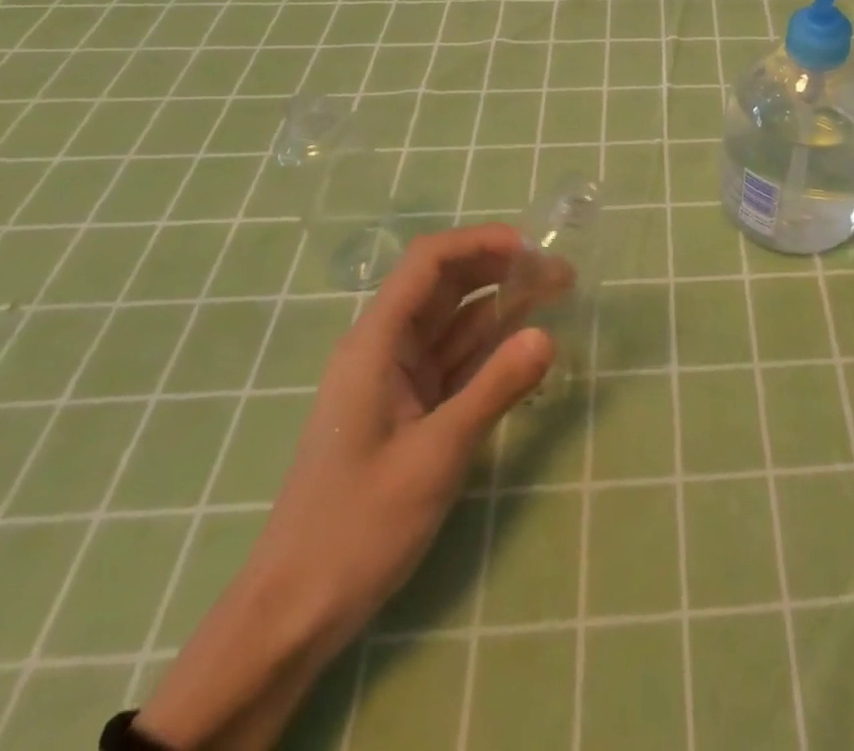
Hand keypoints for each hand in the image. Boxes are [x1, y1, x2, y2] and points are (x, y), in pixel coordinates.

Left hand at [137, 225, 554, 749]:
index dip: (479, 242)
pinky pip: (456, 360)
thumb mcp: (435, 455)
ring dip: (502, 305)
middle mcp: (385, 349)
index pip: (427, 263)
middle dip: (500, 269)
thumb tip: (548, 334)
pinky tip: (527, 342)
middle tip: (559, 274)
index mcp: (376, 343)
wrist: (294, 612)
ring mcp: (397, 380)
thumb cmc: (356, 527)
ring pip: (455, 322)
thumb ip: (494, 389)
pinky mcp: (410, 409)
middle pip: (445, 285)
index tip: (532, 248)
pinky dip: (492, 347)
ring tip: (556, 296)